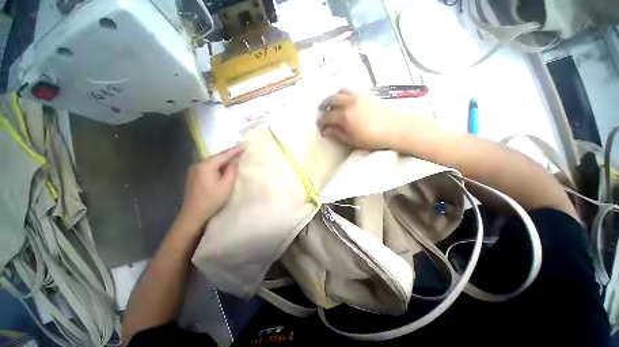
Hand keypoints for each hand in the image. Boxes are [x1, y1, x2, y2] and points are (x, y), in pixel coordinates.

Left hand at [178, 146, 243, 228]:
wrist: (194, 214)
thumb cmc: (212, 199)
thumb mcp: (226, 185)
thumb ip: (232, 171)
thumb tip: (235, 161)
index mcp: (206, 165)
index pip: (223, 155)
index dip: (234, 151)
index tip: (244, 146)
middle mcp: (198, 165)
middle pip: (217, 157)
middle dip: (229, 155)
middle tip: (241, 153)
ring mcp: (195, 171)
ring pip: (213, 163)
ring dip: (224, 162)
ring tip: (235, 160)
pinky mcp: (194, 177)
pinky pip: (209, 168)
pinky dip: (218, 167)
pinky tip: (224, 170)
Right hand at [317, 89, 405, 149]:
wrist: (396, 129)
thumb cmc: (372, 139)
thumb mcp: (352, 140)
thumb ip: (337, 134)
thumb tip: (326, 130)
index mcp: (345, 116)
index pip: (327, 117)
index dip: (321, 122)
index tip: (319, 126)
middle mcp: (349, 103)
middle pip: (332, 99)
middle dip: (324, 104)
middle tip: (321, 110)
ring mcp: (359, 97)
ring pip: (342, 91)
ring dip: (334, 96)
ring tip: (332, 102)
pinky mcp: (367, 95)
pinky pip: (351, 91)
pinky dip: (344, 94)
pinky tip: (345, 101)